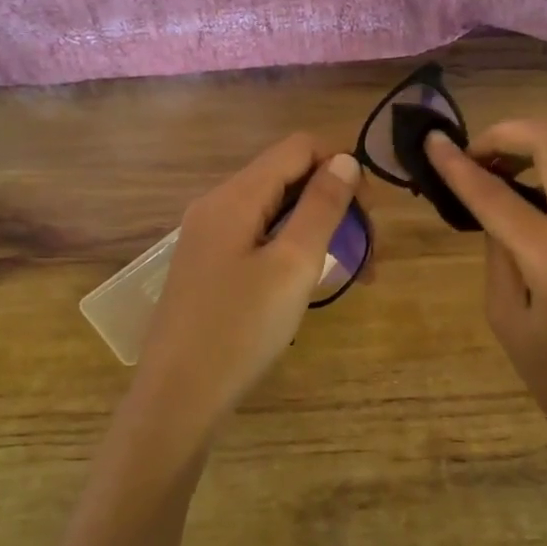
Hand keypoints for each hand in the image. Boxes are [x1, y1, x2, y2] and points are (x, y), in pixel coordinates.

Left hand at [133, 134, 364, 432]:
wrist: (178, 398)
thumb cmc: (240, 330)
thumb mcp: (292, 265)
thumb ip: (321, 207)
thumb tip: (345, 160)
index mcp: (235, 196)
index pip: (298, 147)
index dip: (341, 166)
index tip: (369, 213)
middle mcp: (217, 205)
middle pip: (287, 177)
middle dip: (334, 203)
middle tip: (367, 254)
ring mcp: (209, 236)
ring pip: (276, 210)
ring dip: (318, 229)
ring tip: (349, 272)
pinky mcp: (209, 265)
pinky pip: (259, 236)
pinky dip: (292, 247)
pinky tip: (307, 282)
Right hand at [426, 122, 546, 510]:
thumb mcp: (507, 321)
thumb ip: (498, 254)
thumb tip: (494, 207)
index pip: (498, 196)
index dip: (458, 166)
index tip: (431, 142)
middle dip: (510, 132)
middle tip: (476, 153)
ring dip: (542, 139)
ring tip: (505, 160)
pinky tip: (537, 183)